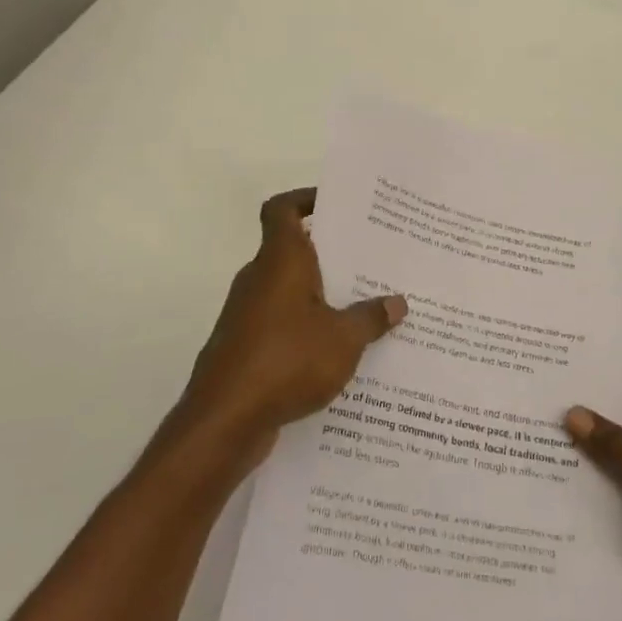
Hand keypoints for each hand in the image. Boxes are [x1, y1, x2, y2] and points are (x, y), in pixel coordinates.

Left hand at [180, 188, 406, 465]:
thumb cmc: (286, 361)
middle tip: (373, 259)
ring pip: (291, 291)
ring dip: (323, 295)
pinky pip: (284, 324)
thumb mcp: (344, 339)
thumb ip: (371, 317)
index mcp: (280, 261)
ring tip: (367, 305)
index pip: (282, 210)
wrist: (224, 422)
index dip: (305, 199)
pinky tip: (341, 350)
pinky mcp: (246, 347)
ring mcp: (248, 315)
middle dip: (331, 254)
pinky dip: (309, 328)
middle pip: (294, 250)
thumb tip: (397, 302)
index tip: (336, 205)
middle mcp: (260, 280)